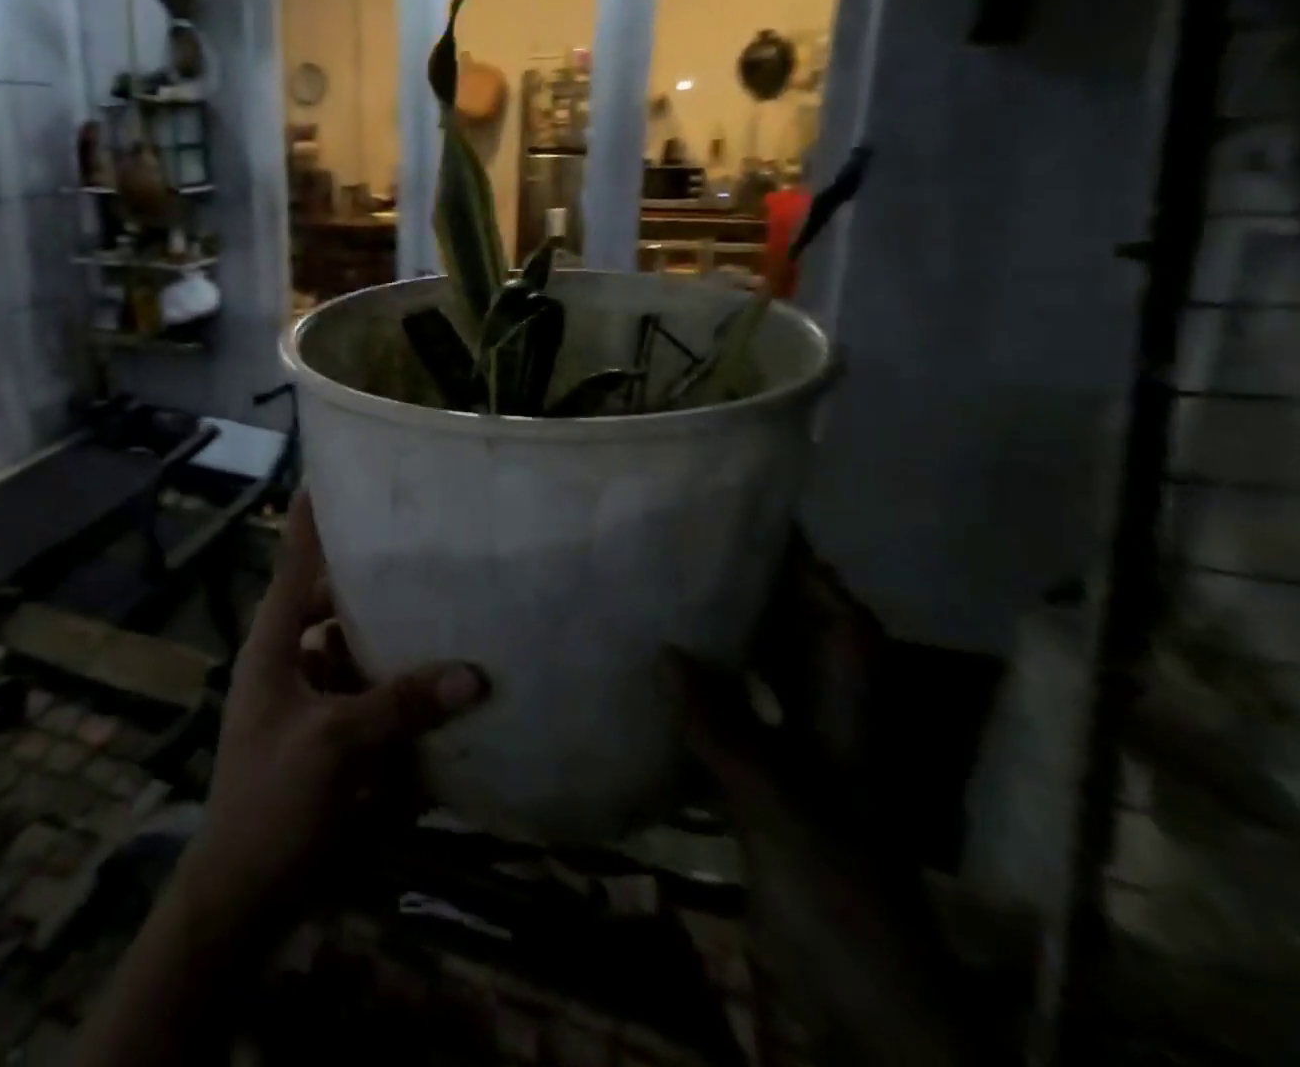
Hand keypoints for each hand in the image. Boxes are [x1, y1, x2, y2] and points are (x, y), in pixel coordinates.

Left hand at [177, 492, 487, 933]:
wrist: (241, 898)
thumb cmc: (272, 803)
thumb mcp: (337, 746)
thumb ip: (402, 705)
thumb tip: (475, 672)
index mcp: (275, 645)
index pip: (294, 562)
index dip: (309, 518)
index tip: (329, 474)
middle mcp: (290, 661)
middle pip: (333, 603)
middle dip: (372, 582)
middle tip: (421, 552)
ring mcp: (309, 701)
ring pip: (354, 649)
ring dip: (389, 638)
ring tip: (441, 611)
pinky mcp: (329, 738)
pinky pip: (366, 697)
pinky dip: (394, 692)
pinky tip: (438, 690)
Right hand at [665, 538, 990, 1066]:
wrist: (865, 1003)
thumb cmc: (840, 897)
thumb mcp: (782, 810)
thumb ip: (726, 732)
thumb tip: (666, 651)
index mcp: (848, 722)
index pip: (841, 626)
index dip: (811, 571)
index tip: (764, 521)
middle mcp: (827, 730)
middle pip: (801, 643)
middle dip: (762, 591)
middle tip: (699, 545)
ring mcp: (799, 764)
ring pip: (766, 681)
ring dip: (729, 640)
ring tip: (671, 595)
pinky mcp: (768, 794)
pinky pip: (733, 724)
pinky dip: (703, 697)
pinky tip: (658, 681)